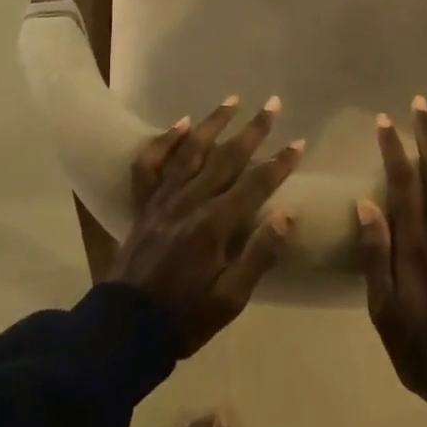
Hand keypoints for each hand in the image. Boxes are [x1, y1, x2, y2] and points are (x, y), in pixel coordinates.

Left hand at [109, 96, 304, 354]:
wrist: (127, 327)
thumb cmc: (185, 318)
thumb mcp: (230, 300)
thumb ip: (258, 256)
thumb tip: (285, 215)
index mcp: (215, 225)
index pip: (255, 185)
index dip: (279, 163)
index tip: (298, 142)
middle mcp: (190, 201)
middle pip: (227, 157)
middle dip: (253, 130)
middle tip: (273, 104)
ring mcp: (163, 198)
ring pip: (192, 150)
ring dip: (214, 123)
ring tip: (233, 100)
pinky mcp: (144, 203)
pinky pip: (151, 163)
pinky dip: (165, 140)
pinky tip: (181, 123)